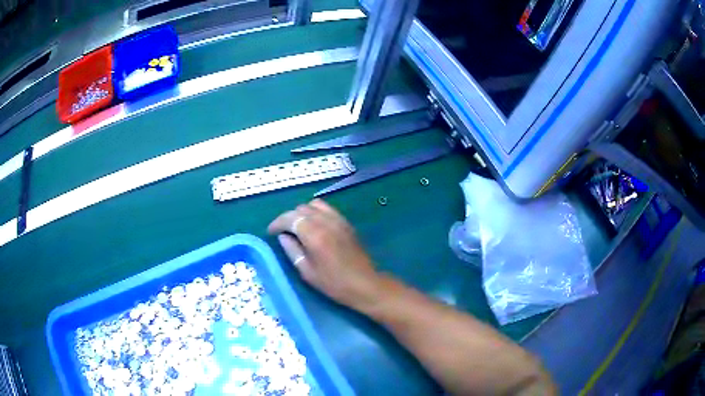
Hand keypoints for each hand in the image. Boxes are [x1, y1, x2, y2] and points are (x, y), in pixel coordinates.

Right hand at [268, 199, 383, 311]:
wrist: (365, 284)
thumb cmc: (334, 283)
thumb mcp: (307, 272)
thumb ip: (292, 250)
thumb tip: (282, 237)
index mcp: (314, 235)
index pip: (290, 218)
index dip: (277, 223)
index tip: (271, 232)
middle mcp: (326, 222)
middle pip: (301, 209)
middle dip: (288, 218)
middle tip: (283, 232)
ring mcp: (338, 220)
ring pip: (314, 204)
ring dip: (302, 212)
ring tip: (298, 227)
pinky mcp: (346, 222)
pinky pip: (327, 208)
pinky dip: (316, 212)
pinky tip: (314, 225)